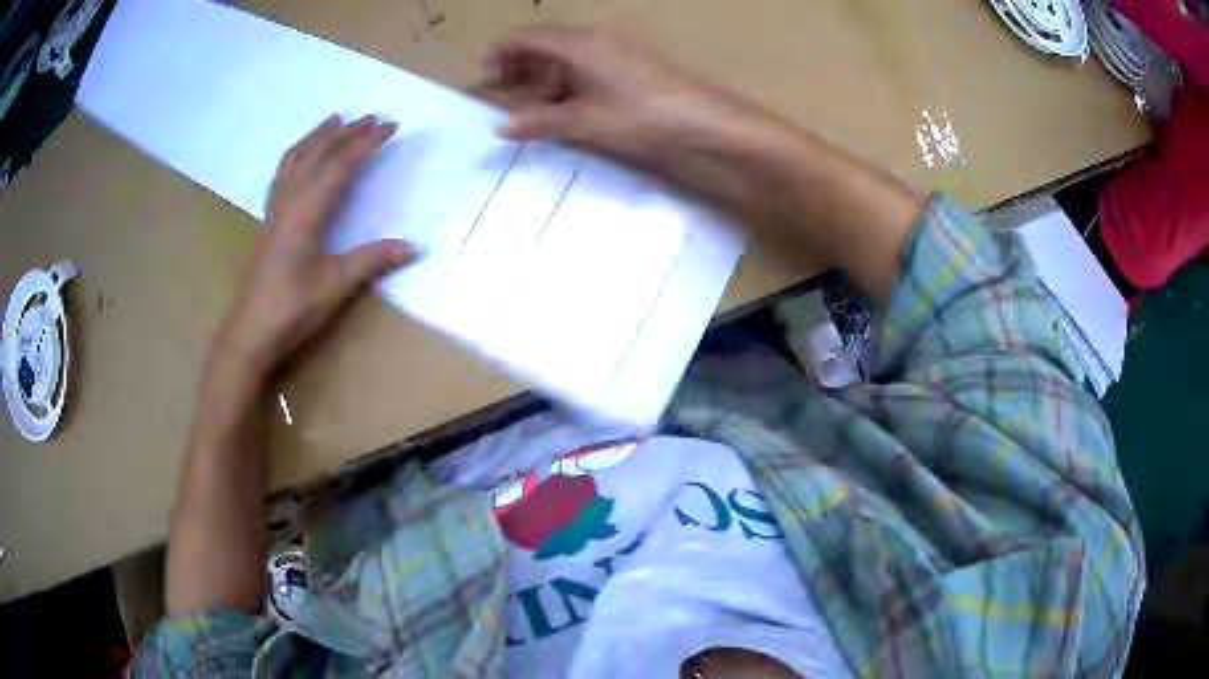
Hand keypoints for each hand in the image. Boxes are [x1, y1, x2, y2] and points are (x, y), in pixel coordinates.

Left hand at [218, 114, 418, 376]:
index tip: (391, 126)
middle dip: (346, 133)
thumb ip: (372, 260)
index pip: (339, 166)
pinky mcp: (268, 222)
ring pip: (294, 160)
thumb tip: (415, 246)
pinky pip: (282, 175)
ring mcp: (274, 211)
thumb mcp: (335, 286)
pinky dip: (296, 156)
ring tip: (334, 120)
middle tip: (372, 116)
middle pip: (317, 155)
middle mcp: (288, 203)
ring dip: (317, 137)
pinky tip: (302, 157)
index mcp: (305, 213)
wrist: (249, 332)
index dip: (366, 144)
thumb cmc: (290, 309)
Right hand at [481, 26, 756, 167]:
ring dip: (546, 78)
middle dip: (522, 68)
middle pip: (544, 43)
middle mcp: (595, 37)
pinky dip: (570, 80)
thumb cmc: (641, 117)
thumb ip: (539, 122)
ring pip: (567, 54)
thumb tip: (502, 127)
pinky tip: (571, 106)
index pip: (526, 37)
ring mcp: (615, 46)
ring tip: (540, 110)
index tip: (489, 79)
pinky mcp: (631, 59)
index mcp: (578, 44)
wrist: (702, 119)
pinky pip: (588, 61)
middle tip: (510, 97)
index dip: (501, 54)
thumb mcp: (584, 123)